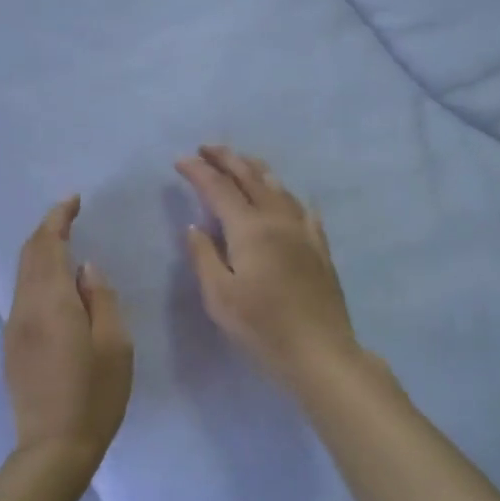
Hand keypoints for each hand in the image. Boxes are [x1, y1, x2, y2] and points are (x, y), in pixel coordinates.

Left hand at [4, 196, 132, 467]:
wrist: (53, 448)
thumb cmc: (94, 395)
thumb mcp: (114, 344)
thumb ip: (100, 298)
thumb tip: (86, 268)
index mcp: (50, 302)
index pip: (47, 245)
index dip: (58, 218)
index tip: (74, 201)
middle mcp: (24, 307)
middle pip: (29, 255)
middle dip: (47, 230)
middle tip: (71, 217)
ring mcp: (14, 327)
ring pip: (23, 275)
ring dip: (41, 253)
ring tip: (67, 246)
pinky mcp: (12, 346)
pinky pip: (23, 295)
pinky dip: (38, 276)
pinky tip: (58, 286)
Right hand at [176, 147, 362, 389]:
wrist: (319, 351)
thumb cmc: (261, 327)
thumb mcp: (219, 296)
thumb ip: (204, 256)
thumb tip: (195, 226)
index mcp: (249, 229)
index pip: (219, 189)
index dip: (198, 172)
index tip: (180, 161)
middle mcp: (277, 220)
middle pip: (250, 177)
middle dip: (227, 158)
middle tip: (206, 148)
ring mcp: (303, 231)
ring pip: (278, 187)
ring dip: (255, 169)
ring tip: (241, 161)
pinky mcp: (319, 247)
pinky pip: (302, 208)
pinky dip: (287, 195)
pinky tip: (287, 196)